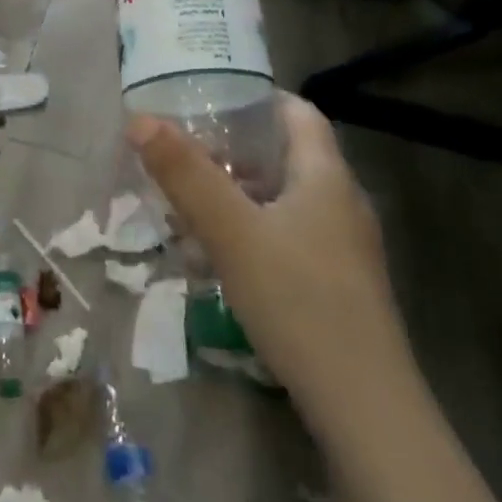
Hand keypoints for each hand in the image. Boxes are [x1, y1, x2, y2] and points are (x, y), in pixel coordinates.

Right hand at [128, 96, 414, 439]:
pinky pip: (288, 235)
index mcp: (326, 178)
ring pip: (285, 199)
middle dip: (235, 148)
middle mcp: (342, 203)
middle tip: (184, 149)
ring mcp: (344, 247)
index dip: (257, 97)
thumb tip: (139, 120)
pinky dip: (252, 229)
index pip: (299, 113)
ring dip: (239, 192)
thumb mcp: (231, 232)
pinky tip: (218, 254)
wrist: (362, 404)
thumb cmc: (297, 300)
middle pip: (288, 155)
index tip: (209, 97)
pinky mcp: (336, 283)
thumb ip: (185, 174)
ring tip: (190, 199)